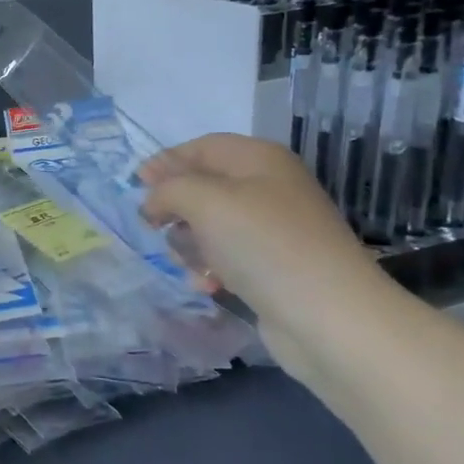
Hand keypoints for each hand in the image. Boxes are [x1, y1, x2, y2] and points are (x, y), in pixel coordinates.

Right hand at [140, 134, 393, 380]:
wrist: (328, 317)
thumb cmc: (264, 245)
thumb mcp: (206, 201)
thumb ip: (168, 189)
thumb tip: (153, 201)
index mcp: (259, 160)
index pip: (202, 147)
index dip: (166, 162)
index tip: (135, 185)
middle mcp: (267, 189)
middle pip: (203, 188)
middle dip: (176, 209)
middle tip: (157, 228)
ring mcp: (271, 231)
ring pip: (209, 227)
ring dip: (189, 246)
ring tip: (191, 264)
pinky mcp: (271, 268)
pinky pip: (225, 259)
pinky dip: (210, 270)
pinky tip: (208, 287)